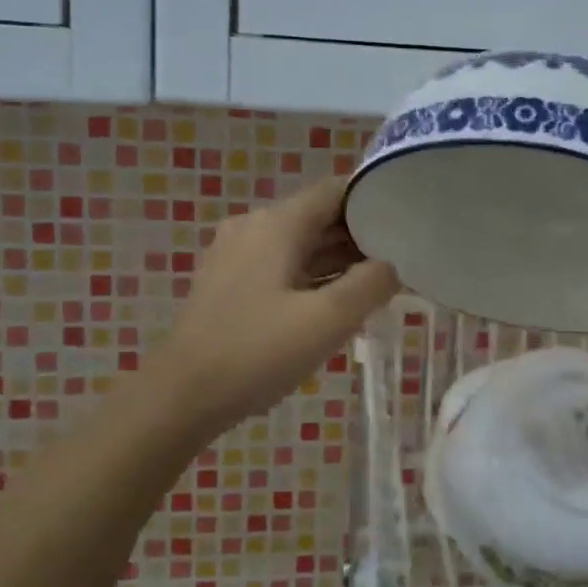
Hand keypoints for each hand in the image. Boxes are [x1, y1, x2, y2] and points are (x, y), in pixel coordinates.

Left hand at [152, 178, 399, 435]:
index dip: (374, 201)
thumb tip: (391, 265)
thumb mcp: (328, 320)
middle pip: (319, 216)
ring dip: (338, 260)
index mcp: (277, 223)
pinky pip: (282, 266)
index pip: (336, 190)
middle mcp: (255, 227)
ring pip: (301, 244)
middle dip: (361, 235)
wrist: (181, 396)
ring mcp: (237, 255)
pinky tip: (336, 303)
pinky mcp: (229, 283)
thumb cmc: (257, 351)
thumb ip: (371, 284)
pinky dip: (312, 276)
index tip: (406, 222)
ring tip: (378, 283)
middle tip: (402, 258)